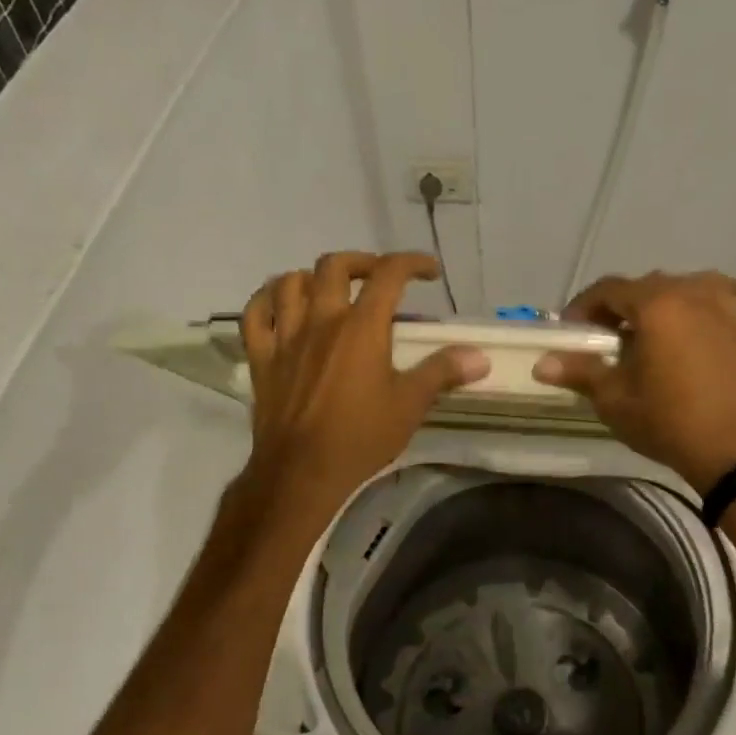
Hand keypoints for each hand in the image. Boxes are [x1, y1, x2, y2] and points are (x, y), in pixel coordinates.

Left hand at [236, 252, 488, 512]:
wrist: (301, 472)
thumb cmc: (360, 437)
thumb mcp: (410, 405)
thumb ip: (443, 372)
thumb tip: (479, 356)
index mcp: (361, 327)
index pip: (389, 274)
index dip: (412, 263)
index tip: (429, 272)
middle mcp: (322, 320)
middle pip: (335, 265)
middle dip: (362, 262)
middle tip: (378, 278)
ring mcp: (286, 336)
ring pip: (290, 282)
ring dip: (313, 276)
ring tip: (330, 289)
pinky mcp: (262, 357)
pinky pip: (256, 314)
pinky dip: (267, 299)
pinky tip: (280, 304)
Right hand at [532, 271, 735, 493]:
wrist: (731, 451)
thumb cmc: (666, 421)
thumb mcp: (614, 399)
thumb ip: (579, 371)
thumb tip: (541, 363)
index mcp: (657, 305)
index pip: (610, 289)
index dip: (584, 306)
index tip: (572, 330)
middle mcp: (694, 294)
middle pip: (649, 284)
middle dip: (622, 306)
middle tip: (608, 338)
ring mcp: (729, 308)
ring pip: (692, 284)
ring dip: (669, 298)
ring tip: (656, 328)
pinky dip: (723, 299)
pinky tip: (713, 311)